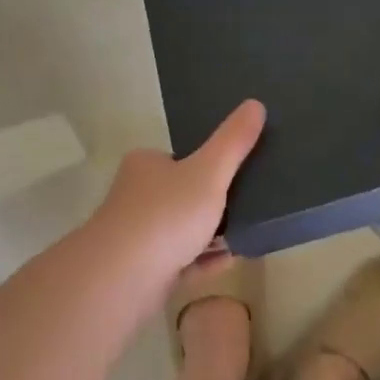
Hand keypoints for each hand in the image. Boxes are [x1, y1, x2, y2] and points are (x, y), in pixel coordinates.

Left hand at [87, 100, 266, 280]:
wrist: (123, 276)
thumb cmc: (165, 215)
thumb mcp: (208, 172)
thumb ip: (233, 143)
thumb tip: (256, 104)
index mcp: (145, 166)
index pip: (178, 158)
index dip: (207, 164)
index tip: (237, 175)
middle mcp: (135, 197)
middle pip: (180, 196)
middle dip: (211, 204)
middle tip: (248, 208)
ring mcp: (136, 236)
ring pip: (180, 232)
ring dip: (210, 235)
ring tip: (245, 235)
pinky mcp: (141, 271)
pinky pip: (180, 262)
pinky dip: (203, 261)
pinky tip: (229, 261)